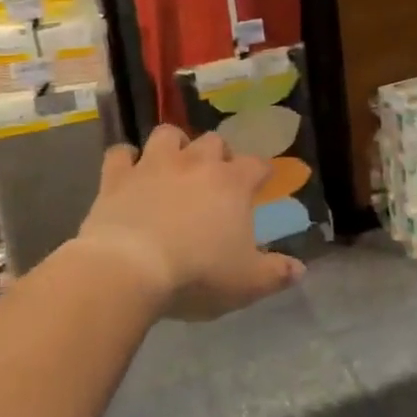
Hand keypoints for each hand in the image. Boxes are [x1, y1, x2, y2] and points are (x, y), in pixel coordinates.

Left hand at [75, 125, 304, 319]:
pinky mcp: (117, 177)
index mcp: (232, 183)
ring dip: (174, 145)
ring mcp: (154, 165)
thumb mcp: (247, 283)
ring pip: (168, 134)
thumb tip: (300, 269)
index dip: (261, 172)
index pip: (257, 164)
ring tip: (174, 164)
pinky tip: (128, 173)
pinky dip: (126, 160)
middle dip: (218, 154)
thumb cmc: (197, 274)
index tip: (262, 182)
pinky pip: (120, 153)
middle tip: (216, 178)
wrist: (129, 269)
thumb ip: (276, 273)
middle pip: (214, 141)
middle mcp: (196, 163)